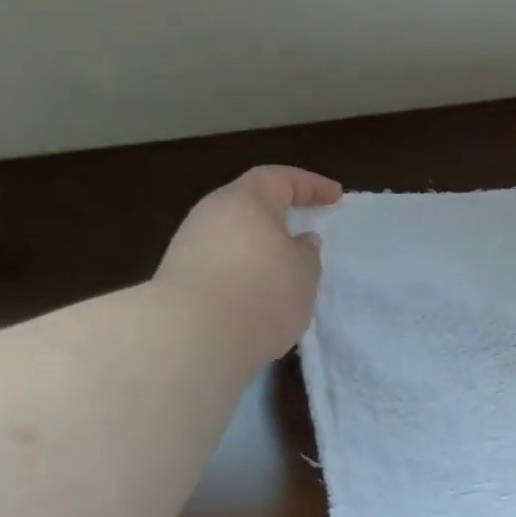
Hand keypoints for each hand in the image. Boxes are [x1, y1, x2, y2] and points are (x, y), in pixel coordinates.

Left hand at [156, 165, 342, 364]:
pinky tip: (256, 301)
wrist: (194, 337)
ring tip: (284, 278)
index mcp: (246, 200)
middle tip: (305, 236)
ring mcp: (190, 246)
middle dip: (279, 219)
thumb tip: (301, 242)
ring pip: (234, 239)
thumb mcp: (304, 275)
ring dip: (260, 253)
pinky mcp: (180, 279)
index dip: (311, 185)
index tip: (336, 196)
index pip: (281, 179)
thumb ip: (307, 254)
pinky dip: (242, 276)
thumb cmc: (262, 294)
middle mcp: (212, 214)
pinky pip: (221, 267)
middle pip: (250, 207)